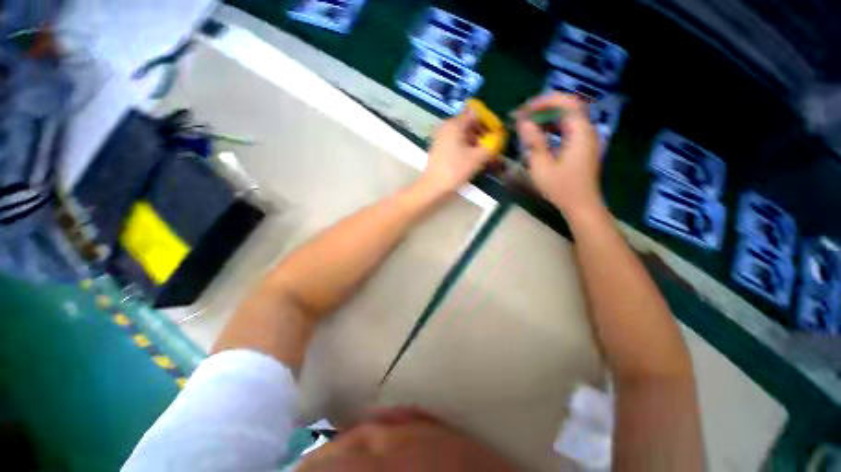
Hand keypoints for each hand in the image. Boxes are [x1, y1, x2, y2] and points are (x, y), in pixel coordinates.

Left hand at [419, 110, 494, 195]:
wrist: (433, 187)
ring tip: (483, 156)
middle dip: (482, 134)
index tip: (496, 135)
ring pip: (462, 136)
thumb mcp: (477, 158)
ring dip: (474, 143)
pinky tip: (471, 160)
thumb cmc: (455, 170)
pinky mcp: (439, 149)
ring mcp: (441, 138)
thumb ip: (491, 146)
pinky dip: (465, 149)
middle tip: (491, 147)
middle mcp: (447, 127)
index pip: (476, 115)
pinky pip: (456, 144)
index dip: (488, 123)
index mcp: (455, 124)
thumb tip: (498, 138)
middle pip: (469, 125)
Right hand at [516, 93, 603, 218]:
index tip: (525, 109)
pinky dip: (552, 129)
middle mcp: (586, 131)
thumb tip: (523, 123)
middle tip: (522, 117)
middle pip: (567, 108)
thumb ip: (533, 142)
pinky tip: (539, 136)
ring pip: (566, 119)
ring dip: (546, 119)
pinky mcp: (581, 147)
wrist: (581, 205)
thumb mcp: (542, 166)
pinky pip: (567, 130)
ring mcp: (585, 139)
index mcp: (580, 132)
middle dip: (543, 109)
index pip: (567, 102)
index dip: (545, 101)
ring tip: (527, 125)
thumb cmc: (561, 188)